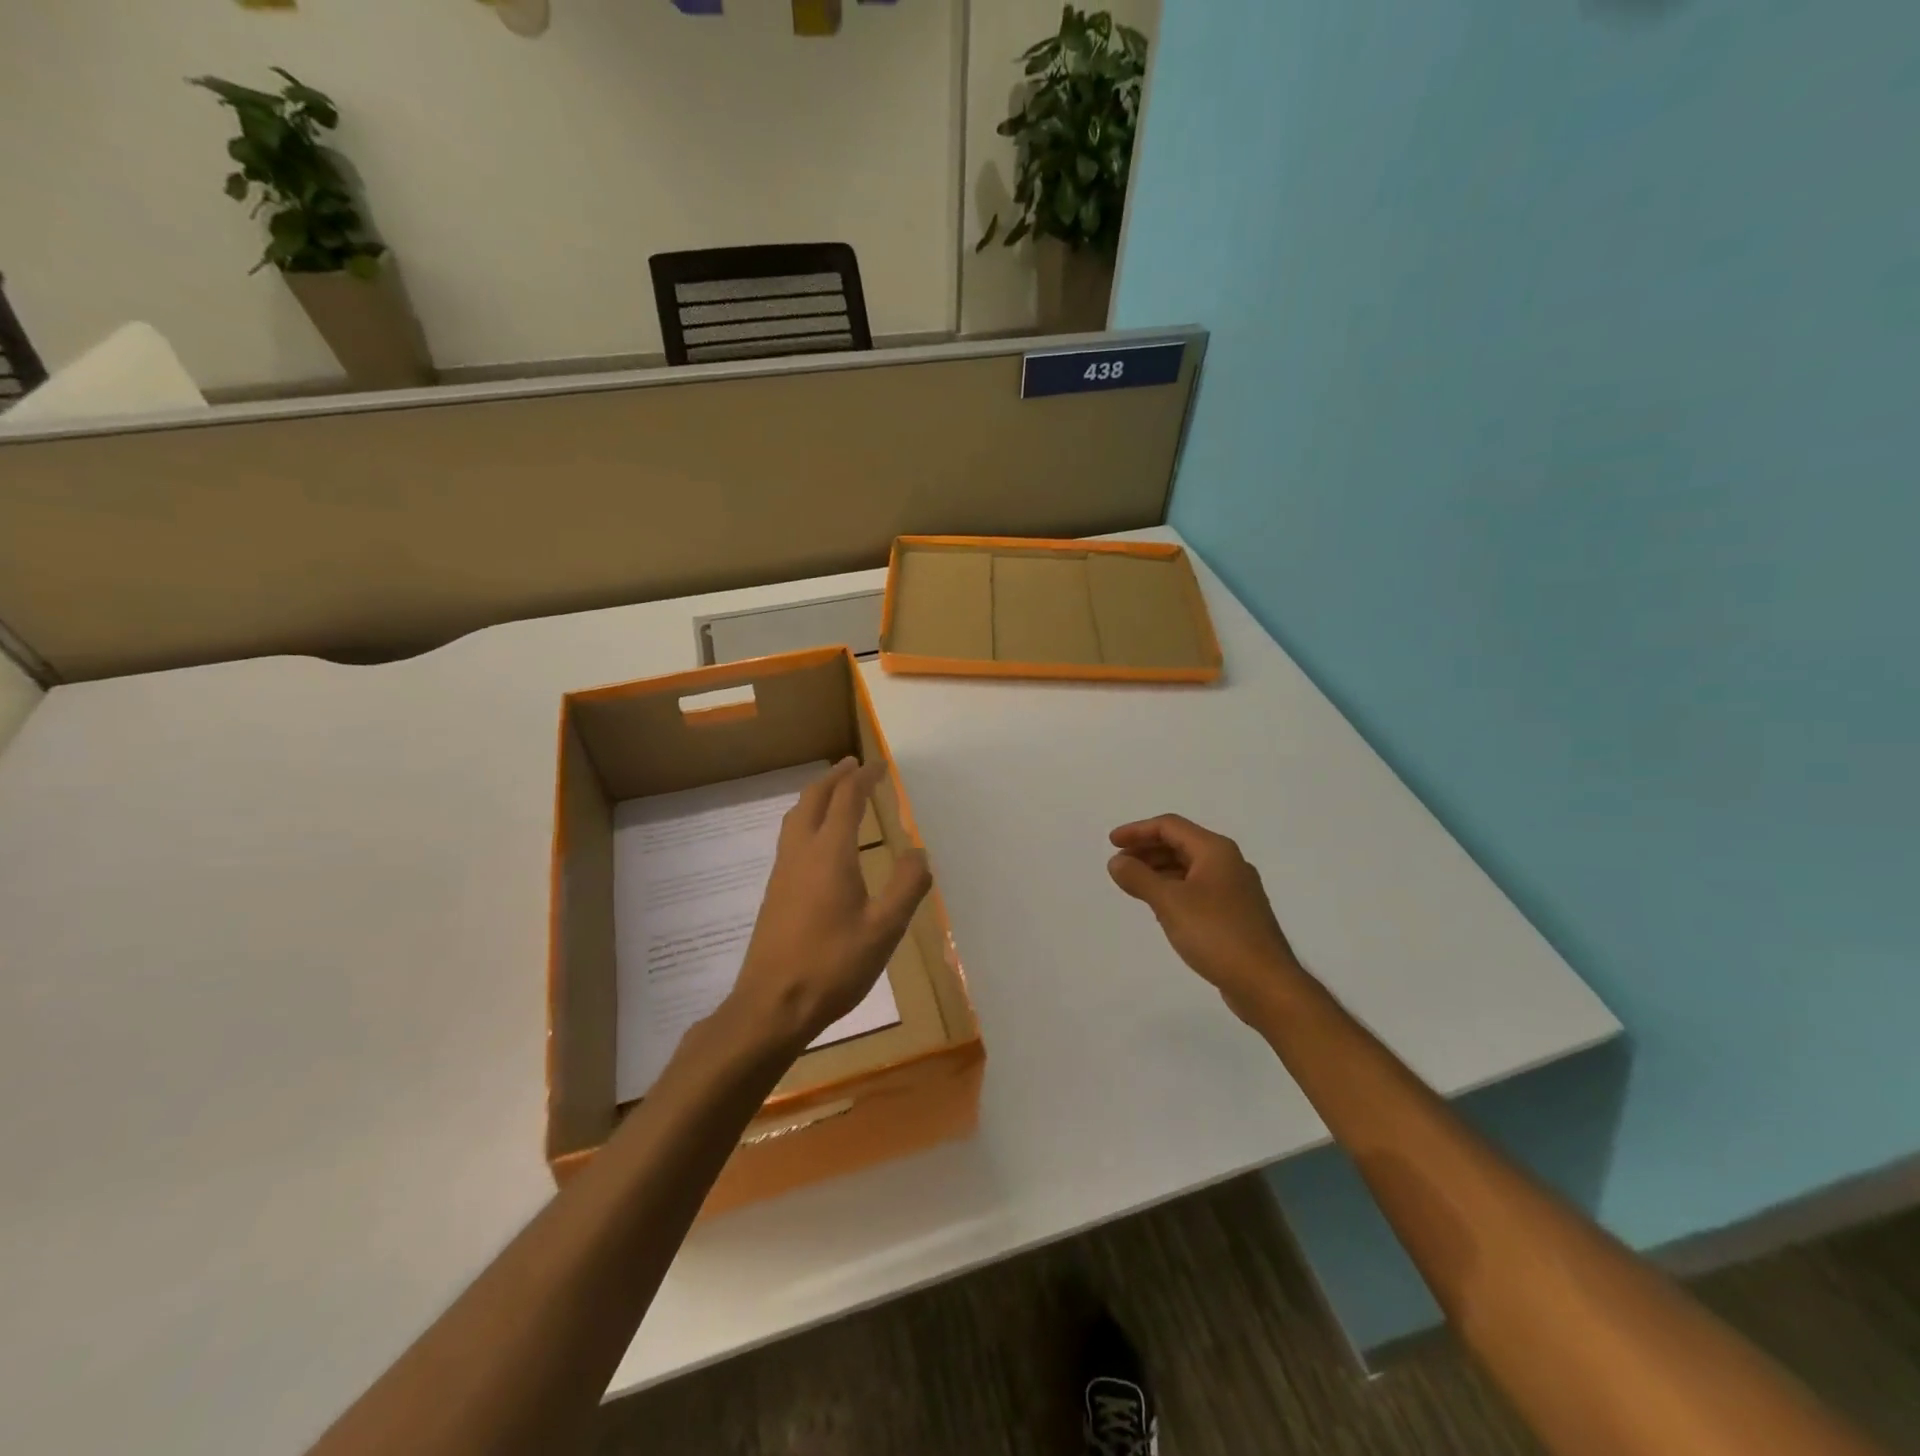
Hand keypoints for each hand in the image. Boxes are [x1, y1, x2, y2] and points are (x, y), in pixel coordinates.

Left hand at [728, 758, 931, 1051]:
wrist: (772, 1005)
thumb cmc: (833, 965)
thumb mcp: (884, 930)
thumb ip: (906, 887)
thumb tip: (918, 852)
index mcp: (830, 853)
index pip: (847, 799)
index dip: (864, 778)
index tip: (880, 765)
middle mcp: (801, 852)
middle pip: (814, 799)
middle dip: (835, 777)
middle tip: (854, 766)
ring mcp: (783, 871)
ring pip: (796, 816)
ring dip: (817, 796)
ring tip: (836, 793)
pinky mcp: (775, 891)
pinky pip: (791, 836)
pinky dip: (807, 819)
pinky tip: (819, 841)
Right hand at [1107, 814, 1303, 1023]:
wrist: (1266, 984)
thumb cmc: (1217, 934)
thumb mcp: (1170, 902)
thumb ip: (1139, 878)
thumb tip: (1116, 861)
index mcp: (1215, 851)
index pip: (1170, 826)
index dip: (1137, 830)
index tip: (1111, 843)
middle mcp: (1228, 863)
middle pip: (1180, 844)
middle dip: (1146, 850)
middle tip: (1119, 865)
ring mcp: (1235, 889)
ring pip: (1189, 868)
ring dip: (1159, 870)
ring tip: (1133, 885)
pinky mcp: (1236, 914)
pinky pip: (1198, 889)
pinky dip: (1174, 889)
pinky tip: (1160, 907)